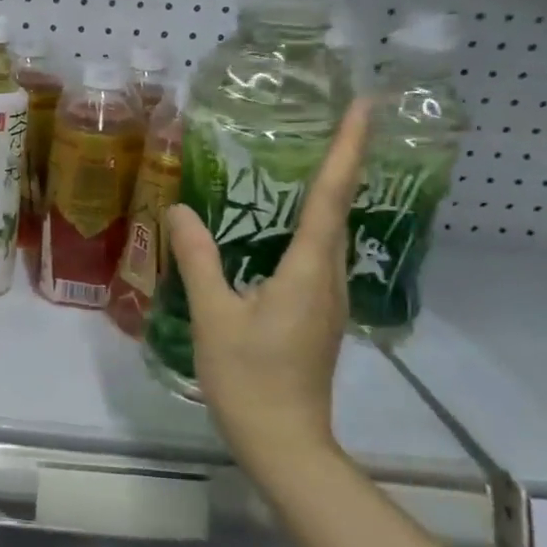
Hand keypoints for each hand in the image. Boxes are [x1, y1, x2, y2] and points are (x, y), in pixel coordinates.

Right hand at [165, 100, 370, 468]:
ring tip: (309, 161)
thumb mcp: (215, 315)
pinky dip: (309, 226)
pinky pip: (317, 256)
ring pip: (331, 235)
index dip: (348, 149)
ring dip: (327, 195)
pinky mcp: (317, 315)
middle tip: (333, 121)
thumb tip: (180, 210)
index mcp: (309, 272)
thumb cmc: (249, 378)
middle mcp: (329, 278)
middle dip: (343, 163)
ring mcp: (327, 299)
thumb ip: (198, 259)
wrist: (283, 441)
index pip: (332, 198)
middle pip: (340, 210)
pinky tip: (282, 227)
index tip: (366, 105)